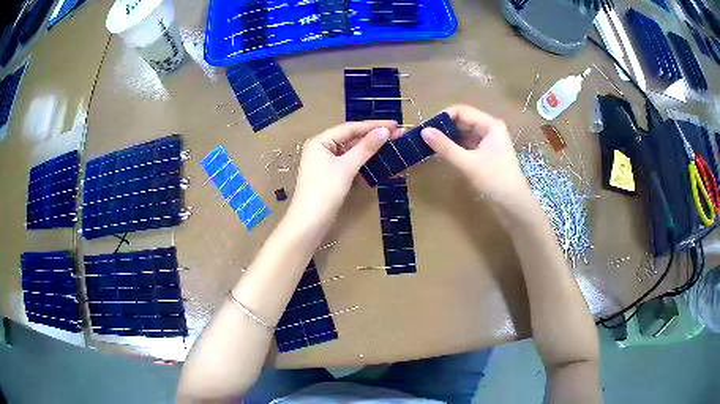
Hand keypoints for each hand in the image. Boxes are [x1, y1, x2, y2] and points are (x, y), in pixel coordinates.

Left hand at [289, 120, 397, 224]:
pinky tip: (380, 160)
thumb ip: (366, 148)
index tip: (395, 124)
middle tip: (398, 134)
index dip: (373, 125)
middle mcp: (322, 148)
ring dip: (371, 149)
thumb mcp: (346, 167)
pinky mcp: (332, 176)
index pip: (350, 128)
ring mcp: (326, 163)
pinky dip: (365, 162)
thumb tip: (385, 131)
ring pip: (352, 151)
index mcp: (320, 141)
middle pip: (351, 138)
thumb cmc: (325, 191)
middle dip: (374, 137)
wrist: (310, 223)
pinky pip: (350, 163)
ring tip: (393, 144)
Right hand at [421, 105, 529, 205]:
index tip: (426, 129)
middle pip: (462, 121)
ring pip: (463, 133)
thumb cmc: (495, 180)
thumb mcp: (468, 163)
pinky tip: (442, 153)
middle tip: (424, 138)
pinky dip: (454, 147)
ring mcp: (488, 141)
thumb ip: (445, 147)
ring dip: (448, 138)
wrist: (514, 205)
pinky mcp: (485, 154)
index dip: (443, 117)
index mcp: (490, 125)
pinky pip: (466, 144)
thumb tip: (423, 131)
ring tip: (429, 145)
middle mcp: (489, 129)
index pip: (461, 111)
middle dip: (444, 128)